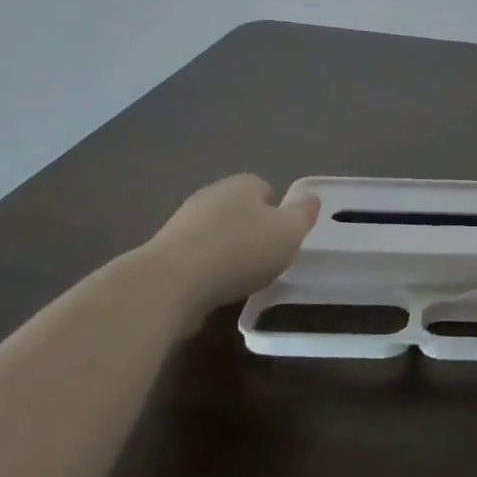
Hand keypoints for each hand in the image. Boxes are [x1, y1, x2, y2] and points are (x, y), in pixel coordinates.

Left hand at [140, 174, 319, 310]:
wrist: (171, 283)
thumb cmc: (240, 251)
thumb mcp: (288, 232)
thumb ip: (303, 214)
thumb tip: (311, 199)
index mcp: (242, 184)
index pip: (265, 189)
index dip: (277, 212)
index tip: (283, 238)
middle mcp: (211, 195)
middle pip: (240, 210)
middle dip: (252, 231)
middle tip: (266, 259)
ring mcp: (183, 223)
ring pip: (216, 234)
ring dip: (227, 252)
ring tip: (240, 280)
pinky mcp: (164, 253)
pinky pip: (196, 257)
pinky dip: (206, 271)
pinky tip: (213, 291)